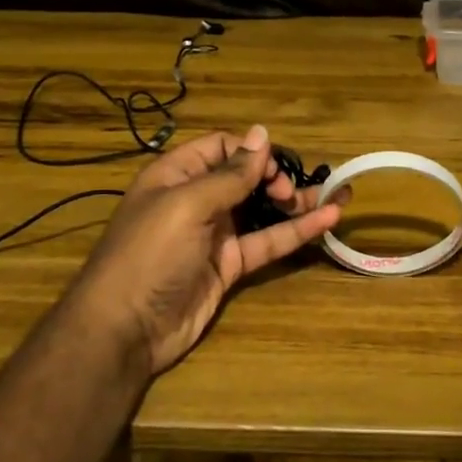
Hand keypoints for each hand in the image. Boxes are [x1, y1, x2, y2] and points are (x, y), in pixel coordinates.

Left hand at [65, 126, 342, 375]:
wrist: (125, 329)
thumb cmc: (150, 254)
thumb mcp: (188, 205)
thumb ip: (230, 173)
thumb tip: (262, 132)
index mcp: (177, 174)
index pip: (221, 147)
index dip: (251, 152)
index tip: (273, 168)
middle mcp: (197, 199)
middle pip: (245, 176)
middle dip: (276, 176)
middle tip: (290, 192)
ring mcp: (215, 234)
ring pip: (262, 209)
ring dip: (295, 202)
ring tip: (336, 195)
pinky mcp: (229, 266)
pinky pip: (267, 242)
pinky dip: (296, 231)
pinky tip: (328, 220)